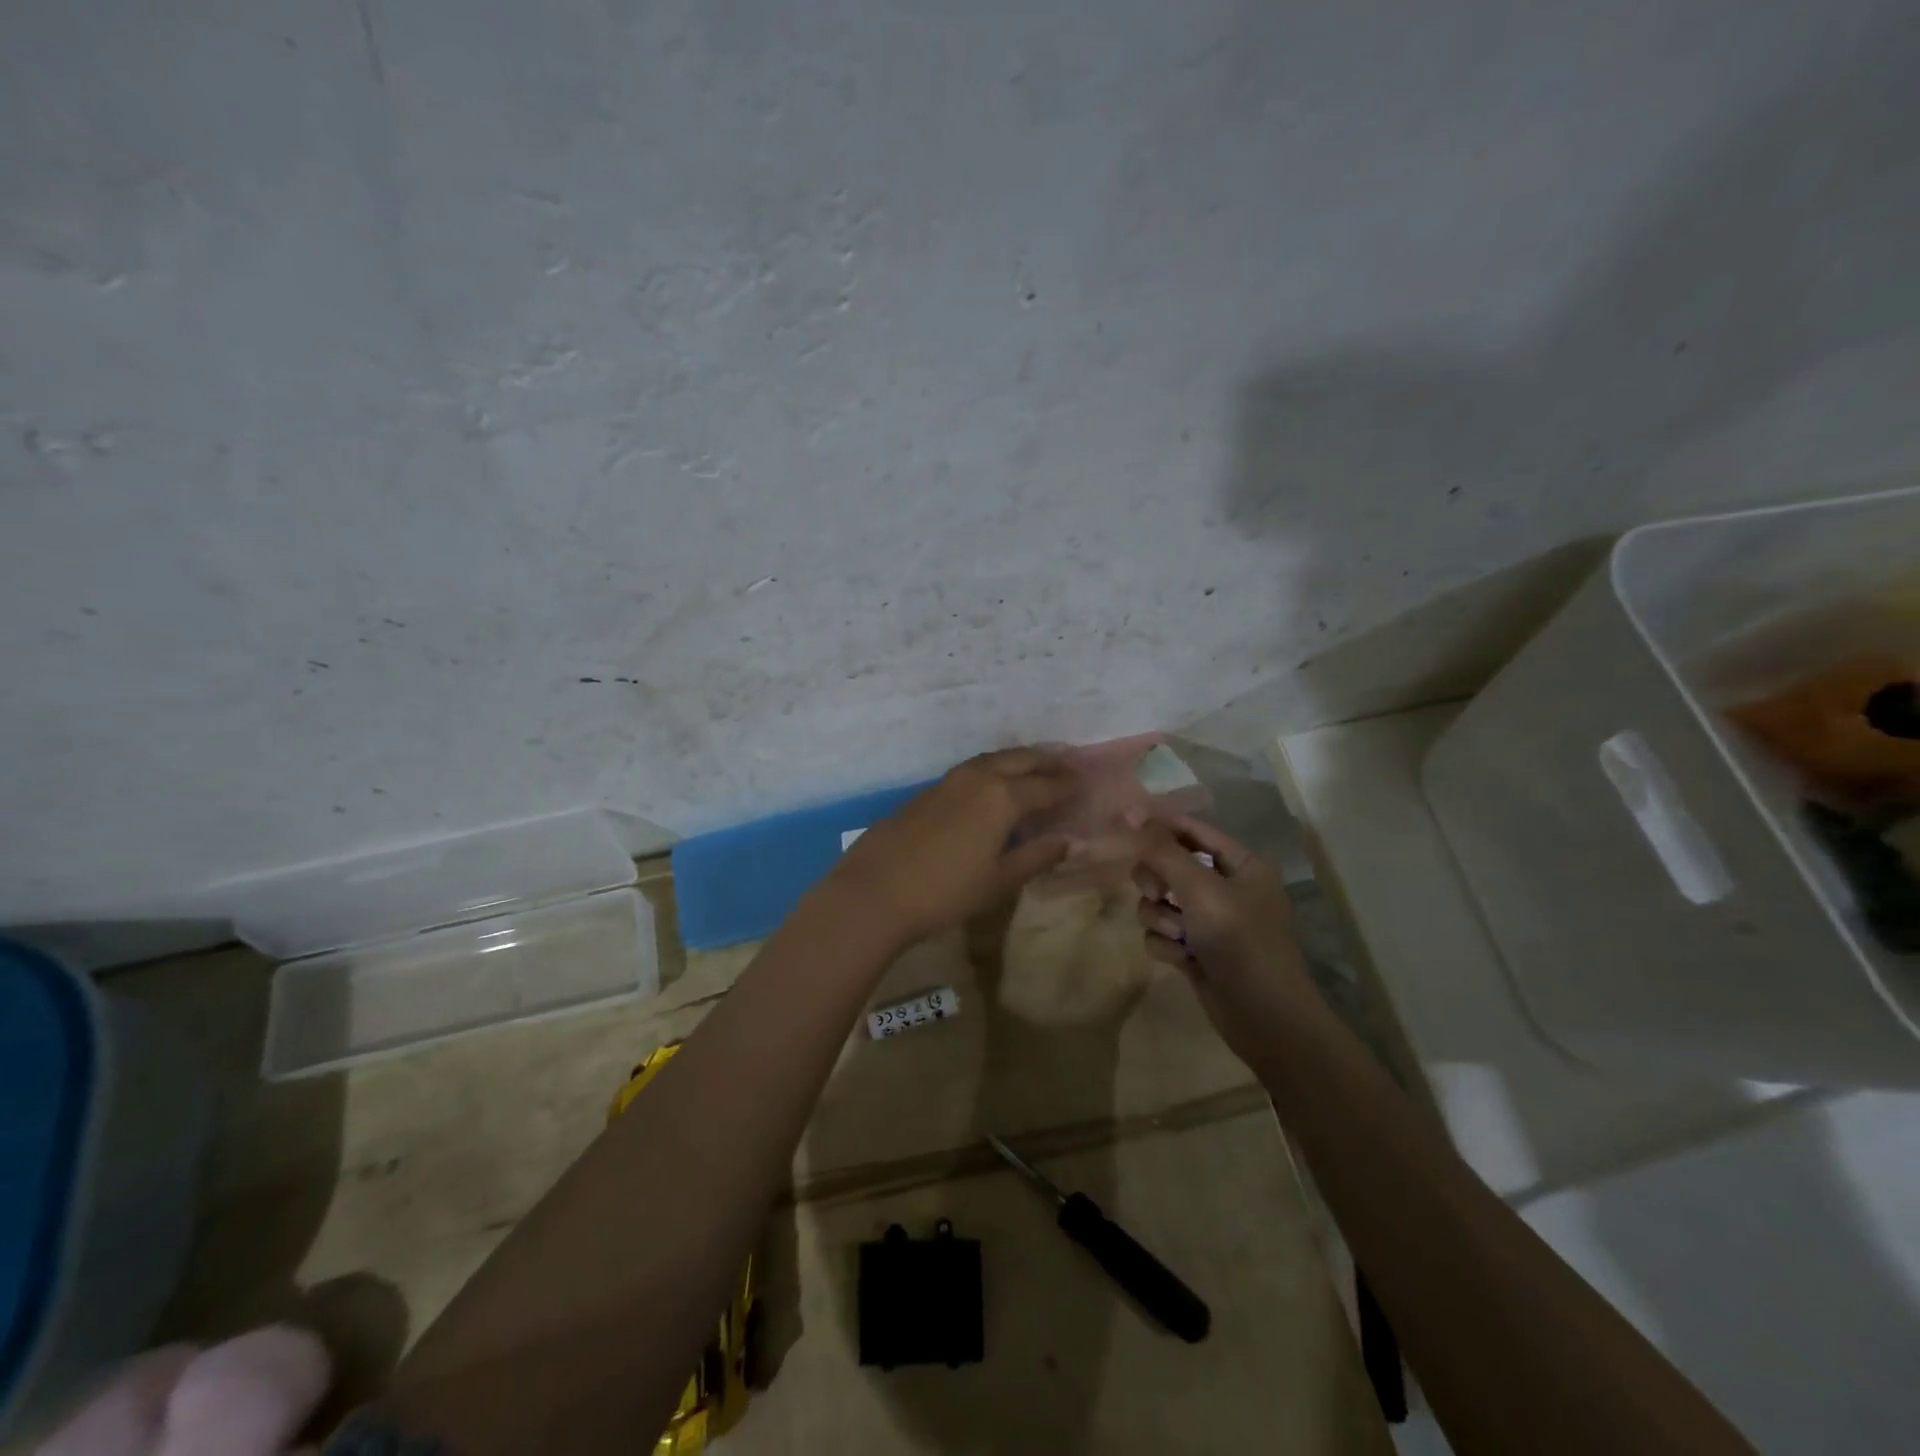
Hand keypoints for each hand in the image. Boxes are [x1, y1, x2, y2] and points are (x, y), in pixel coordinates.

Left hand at [824, 748, 1076, 944]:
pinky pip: (974, 769)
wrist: (876, 889)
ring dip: (1020, 760)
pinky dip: (995, 770)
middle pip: (1022, 759)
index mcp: (1003, 796)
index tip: (1086, 785)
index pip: (1047, 785)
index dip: (1069, 786)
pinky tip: (996, 785)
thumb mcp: (999, 880)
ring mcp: (950, 780)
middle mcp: (980, 777)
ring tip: (1037, 769)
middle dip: (1048, 761)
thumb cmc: (946, 891)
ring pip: (995, 759)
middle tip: (1069, 766)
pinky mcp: (930, 790)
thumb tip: (1066, 841)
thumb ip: (1036, 856)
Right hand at [1131, 815, 1312, 1061]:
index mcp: (1240, 865)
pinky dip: (1166, 945)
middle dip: (1157, 880)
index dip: (1159, 825)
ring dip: (1161, 918)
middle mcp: (1224, 888)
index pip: (1193, 830)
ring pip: (1159, 902)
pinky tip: (1182, 961)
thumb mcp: (1201, 889)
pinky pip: (1161, 933)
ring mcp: (1208, 921)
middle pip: (1169, 864)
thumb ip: (1163, 851)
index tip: (1124, 824)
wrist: (1264, 1018)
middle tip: (1158, 893)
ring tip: (1179, 937)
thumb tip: (1132, 811)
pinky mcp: (1194, 950)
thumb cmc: (1240, 942)